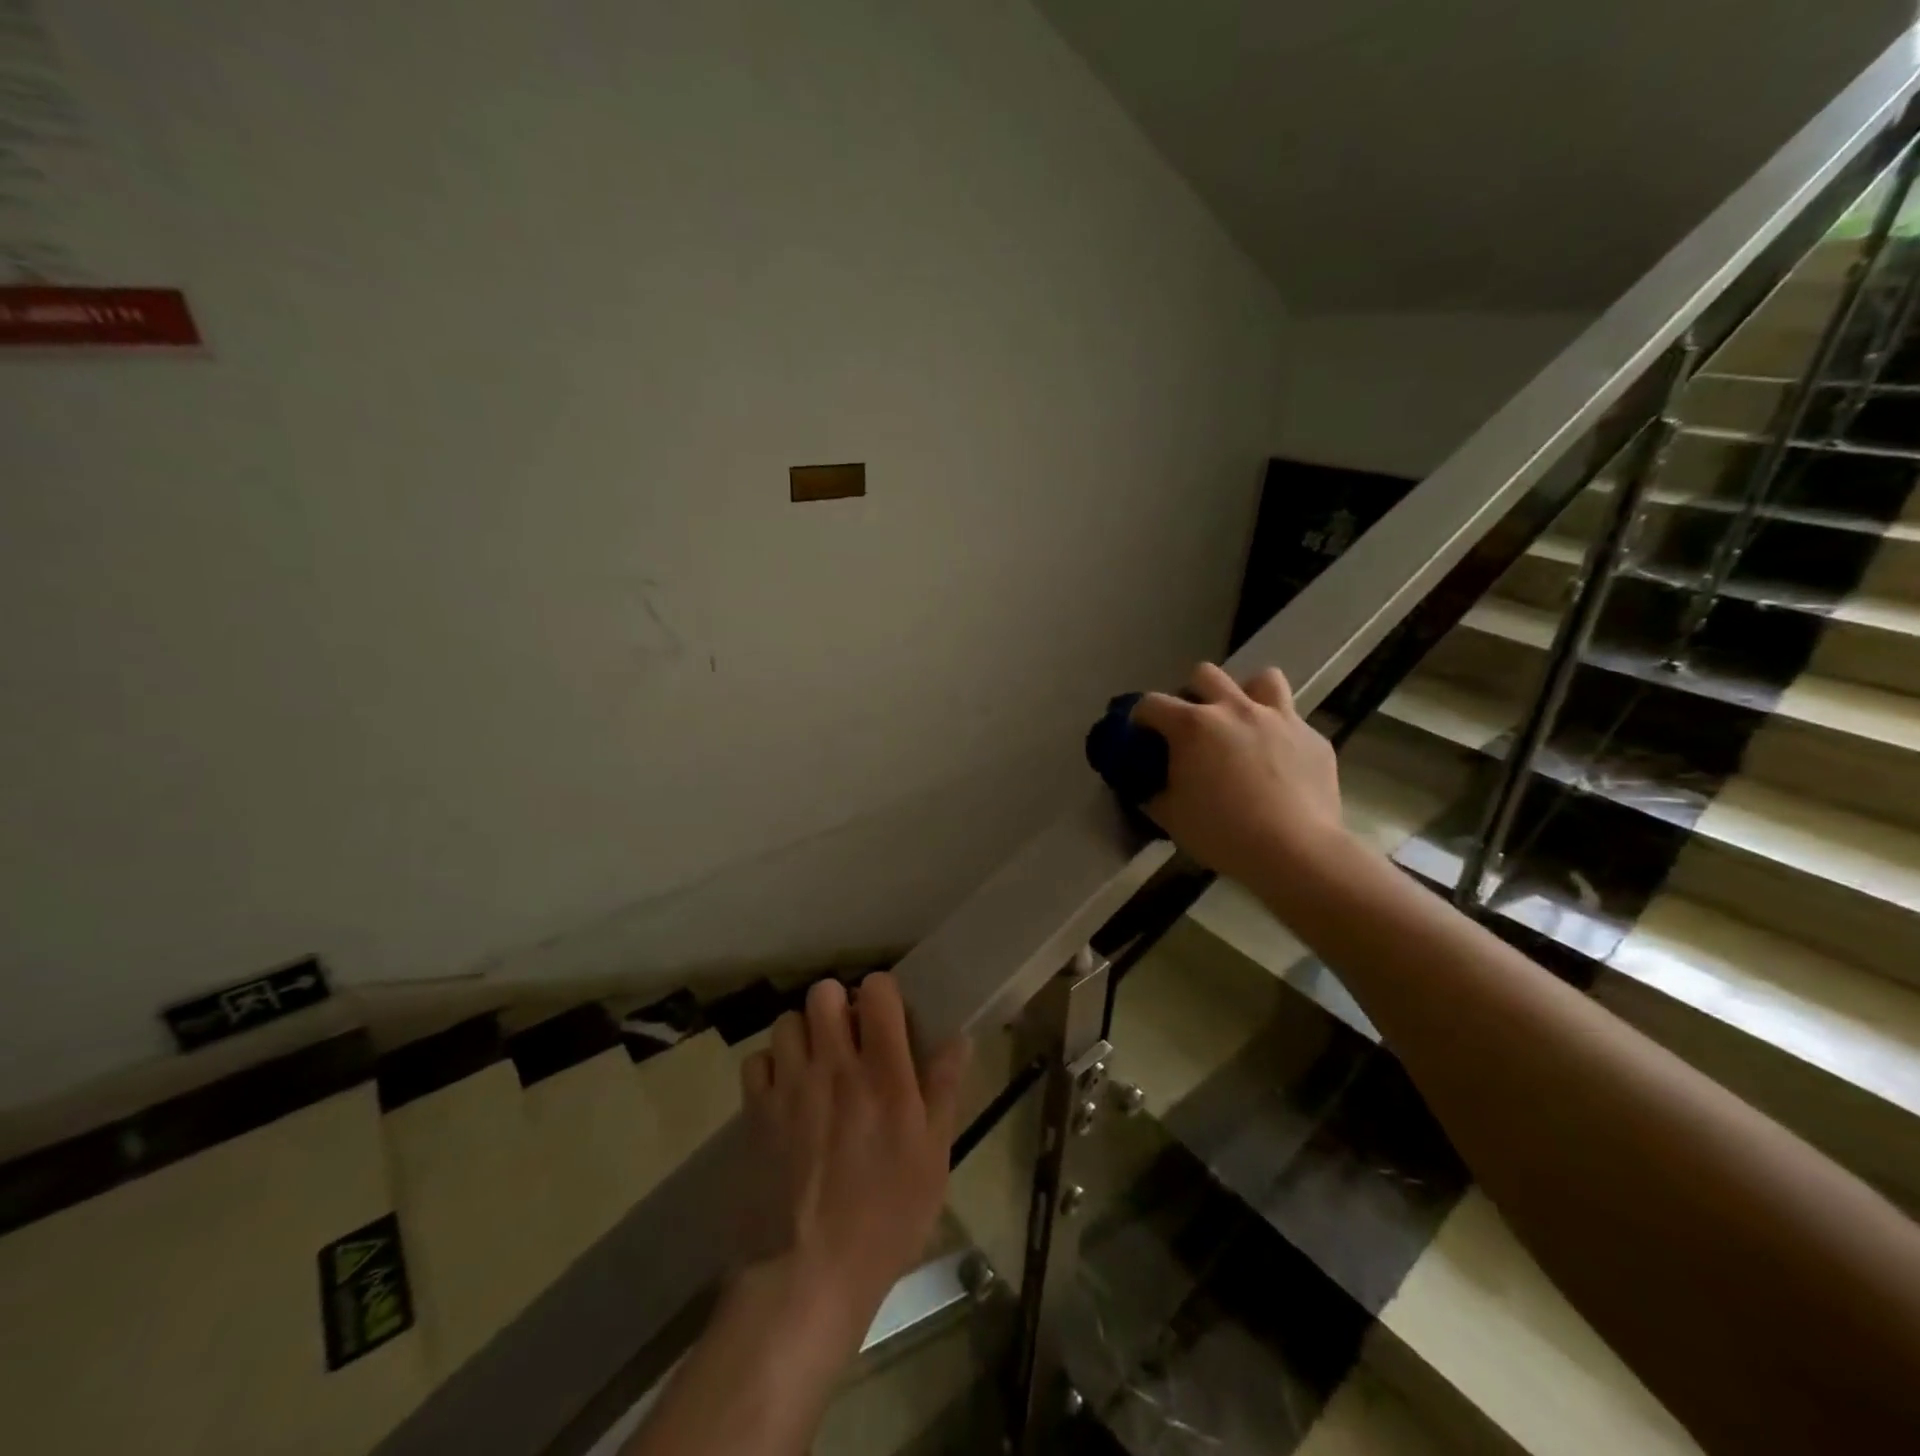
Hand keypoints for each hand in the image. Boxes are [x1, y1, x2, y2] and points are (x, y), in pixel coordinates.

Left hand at [741, 973, 969, 1345]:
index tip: (885, 1018)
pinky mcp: (755, 1112)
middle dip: (837, 1006)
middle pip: (824, 992)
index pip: (877, 991)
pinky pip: (756, 1060)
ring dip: (803, 1034)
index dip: (881, 993)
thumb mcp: (933, 1158)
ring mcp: (789, 1087)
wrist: (808, 1276)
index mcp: (884, 1075)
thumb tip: (958, 1038)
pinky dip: (770, 1067)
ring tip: (814, 1064)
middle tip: (847, 1039)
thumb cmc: (885, 1219)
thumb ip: (943, 1089)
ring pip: (788, 1021)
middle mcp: (834, 1067)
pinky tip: (783, 1092)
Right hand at [1132, 663, 1348, 883]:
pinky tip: (1280, 764)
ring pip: (1262, 679)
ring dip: (1247, 695)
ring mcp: (1279, 719)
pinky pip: (1293, 722)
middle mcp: (1235, 709)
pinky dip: (1280, 735)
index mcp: (1193, 726)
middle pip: (1205, 675)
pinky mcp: (1314, 738)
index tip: (1141, 735)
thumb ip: (1154, 793)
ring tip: (1243, 724)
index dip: (1140, 717)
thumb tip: (1147, 786)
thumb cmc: (1223, 833)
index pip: (1151, 703)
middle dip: (1193, 692)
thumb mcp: (1171, 818)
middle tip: (1193, 725)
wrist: (1295, 852)